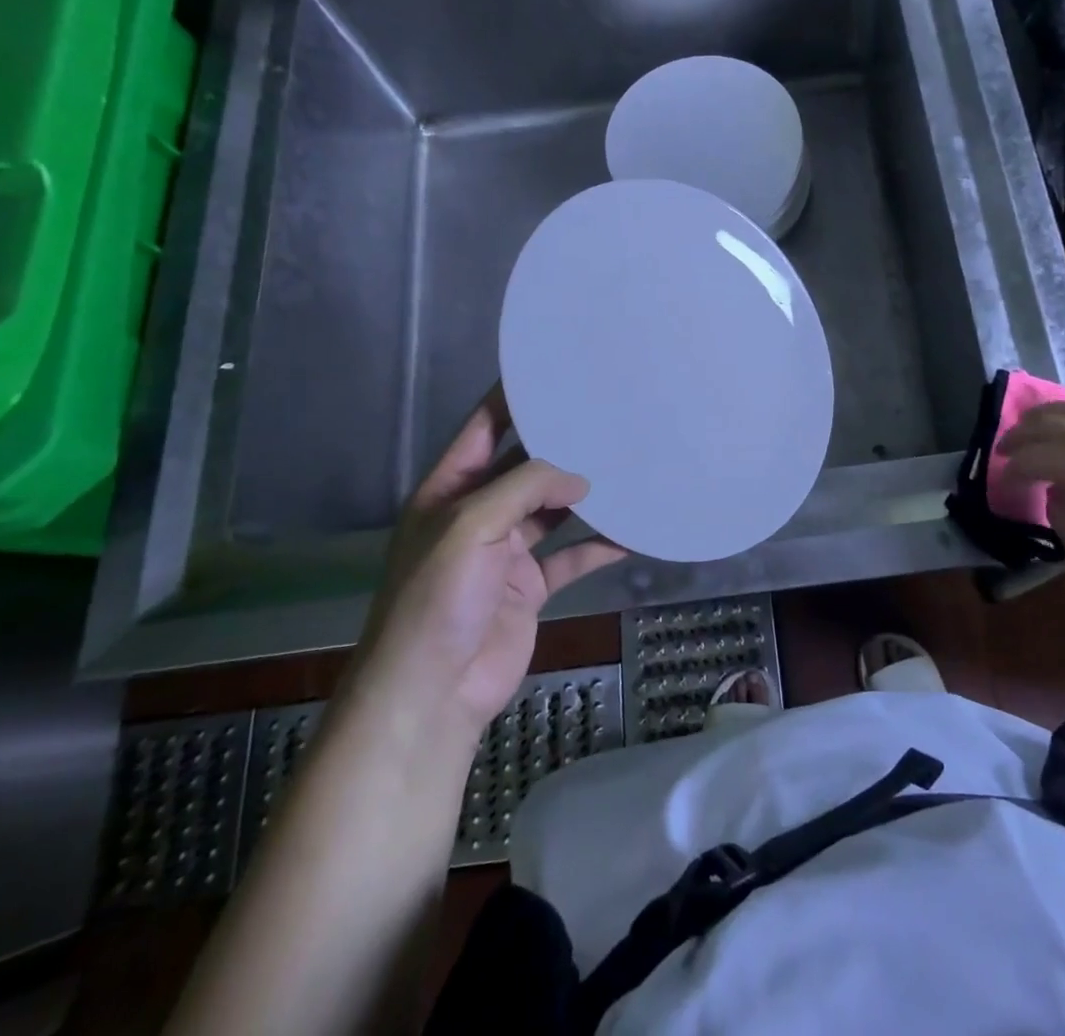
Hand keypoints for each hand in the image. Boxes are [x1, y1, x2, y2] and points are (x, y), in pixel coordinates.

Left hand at [355, 387, 624, 745]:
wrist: (432, 693)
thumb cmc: (438, 598)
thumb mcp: (470, 526)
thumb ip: (525, 488)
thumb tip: (580, 476)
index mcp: (450, 490)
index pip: (482, 429)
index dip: (511, 399)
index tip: (552, 372)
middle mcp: (478, 514)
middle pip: (524, 467)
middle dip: (560, 446)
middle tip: (608, 417)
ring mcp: (505, 552)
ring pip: (552, 510)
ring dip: (585, 495)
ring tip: (627, 466)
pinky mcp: (529, 586)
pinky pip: (570, 556)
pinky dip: (599, 545)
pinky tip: (632, 532)